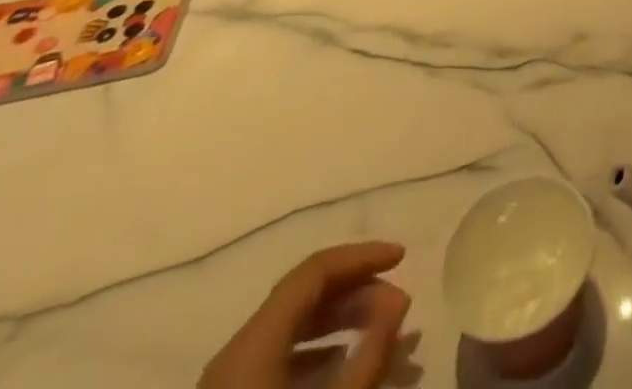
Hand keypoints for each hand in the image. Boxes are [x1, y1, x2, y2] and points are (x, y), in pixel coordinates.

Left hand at [200, 242, 410, 388]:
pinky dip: (319, 354)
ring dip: (343, 324)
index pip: (314, 271)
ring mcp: (228, 384)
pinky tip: (347, 369)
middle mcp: (234, 355)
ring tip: (383, 339)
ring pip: (293, 330)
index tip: (404, 258)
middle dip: (358, 295)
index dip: (362, 256)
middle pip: (304, 297)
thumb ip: (372, 352)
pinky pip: (278, 360)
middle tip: (398, 309)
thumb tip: (400, 300)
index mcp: (252, 345)